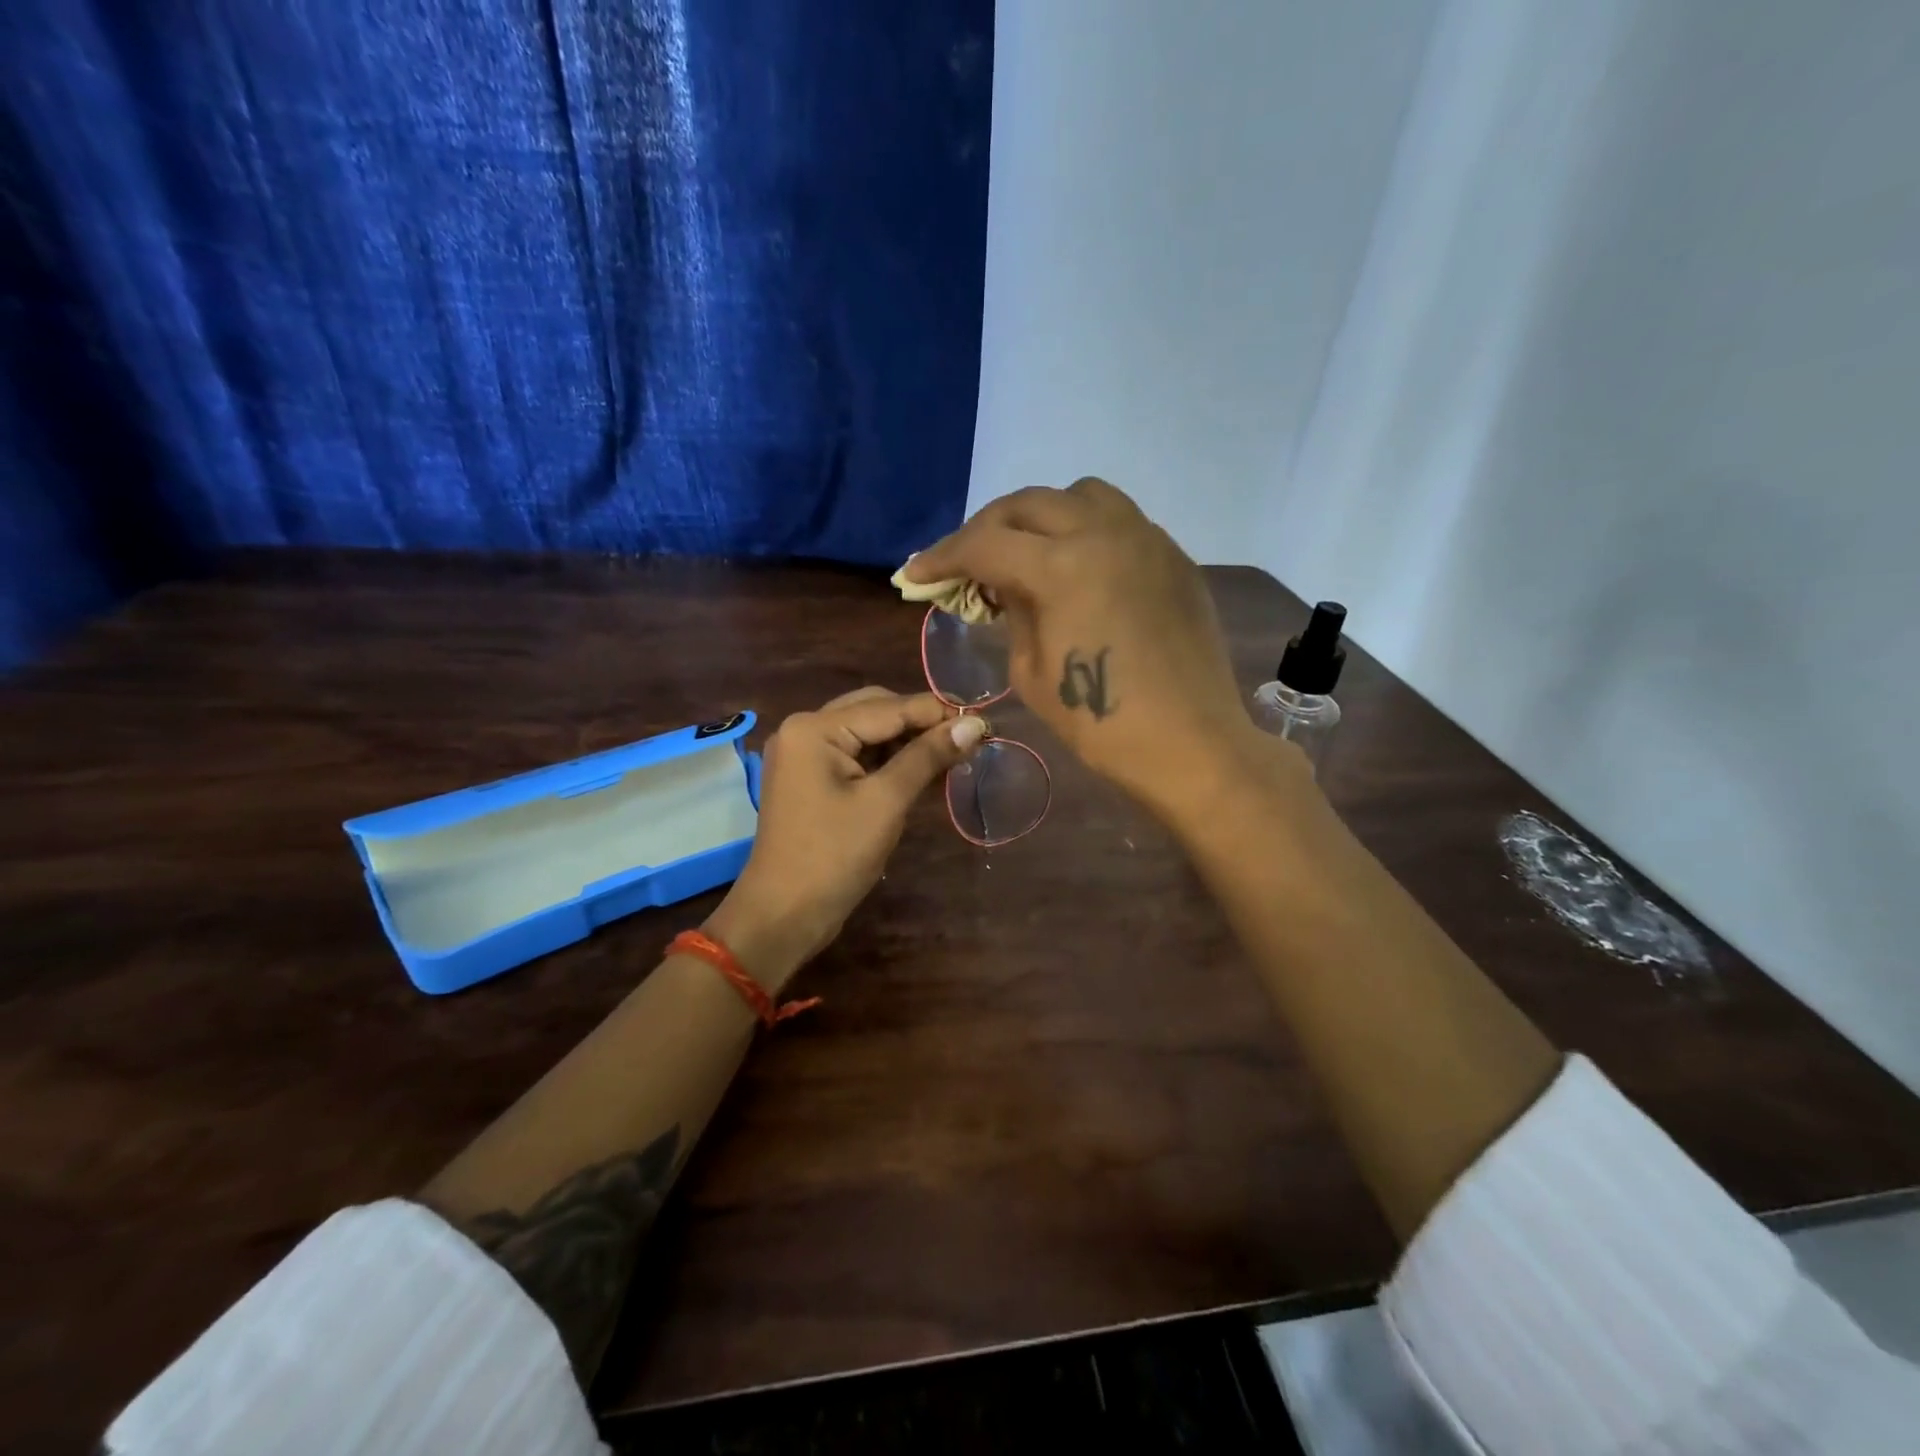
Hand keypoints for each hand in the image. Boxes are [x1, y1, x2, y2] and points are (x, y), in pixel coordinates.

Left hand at [705, 687, 986, 988]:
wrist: (783, 915)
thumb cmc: (834, 857)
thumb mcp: (886, 802)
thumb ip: (927, 756)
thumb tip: (973, 724)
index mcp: (815, 728)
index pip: (889, 706)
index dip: (938, 712)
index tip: (983, 722)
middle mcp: (804, 729)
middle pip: (875, 710)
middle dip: (921, 723)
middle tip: (967, 739)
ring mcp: (803, 754)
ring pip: (867, 732)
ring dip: (906, 741)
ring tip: (951, 754)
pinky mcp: (809, 777)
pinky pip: (855, 755)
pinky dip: (887, 760)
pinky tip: (920, 770)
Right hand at [904, 479, 1277, 819]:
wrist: (1189, 743)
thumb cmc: (1101, 723)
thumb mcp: (1032, 673)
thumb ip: (1012, 614)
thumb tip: (1003, 583)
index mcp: (1063, 567)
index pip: (986, 545)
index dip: (943, 557)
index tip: (916, 573)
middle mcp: (1104, 533)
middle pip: (1029, 503)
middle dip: (987, 529)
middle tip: (966, 561)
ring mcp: (1146, 538)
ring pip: (1080, 495)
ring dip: (1041, 515)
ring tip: (1027, 551)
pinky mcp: (1173, 556)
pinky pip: (1120, 520)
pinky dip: (1085, 529)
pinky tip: (1077, 566)